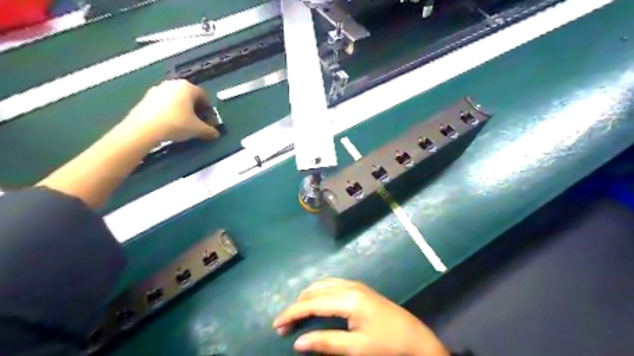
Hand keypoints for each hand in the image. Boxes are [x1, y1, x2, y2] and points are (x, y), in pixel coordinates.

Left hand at [122, 79, 220, 143]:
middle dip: (196, 110)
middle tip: (198, 123)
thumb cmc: (176, 123)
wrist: (144, 128)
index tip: (210, 122)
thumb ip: (209, 131)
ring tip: (184, 125)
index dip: (209, 111)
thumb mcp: (198, 129)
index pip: (204, 97)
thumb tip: (215, 134)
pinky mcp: (146, 98)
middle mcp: (173, 84)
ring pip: (177, 100)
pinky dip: (170, 112)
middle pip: (190, 97)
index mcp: (188, 87)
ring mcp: (158, 89)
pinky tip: (170, 124)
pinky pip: (164, 104)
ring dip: (183, 110)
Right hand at [274, 280, 449, 354]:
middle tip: (284, 325)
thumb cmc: (387, 345)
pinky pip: (332, 285)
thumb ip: (326, 342)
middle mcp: (349, 286)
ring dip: (307, 297)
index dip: (292, 312)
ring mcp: (355, 285)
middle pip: (315, 291)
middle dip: (297, 306)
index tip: (276, 324)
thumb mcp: (357, 349)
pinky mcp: (359, 288)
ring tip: (296, 314)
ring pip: (322, 285)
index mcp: (348, 299)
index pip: (312, 303)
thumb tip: (298, 342)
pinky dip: (318, 293)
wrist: (416, 340)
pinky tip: (316, 302)